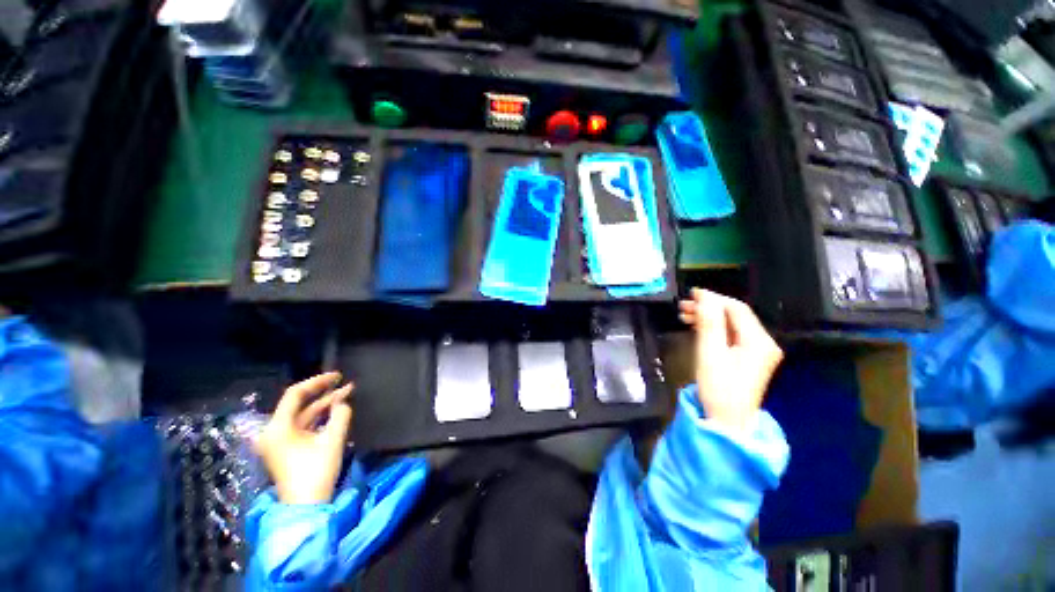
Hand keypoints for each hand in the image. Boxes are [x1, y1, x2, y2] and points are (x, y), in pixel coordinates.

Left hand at [255, 372, 353, 503]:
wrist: (306, 507)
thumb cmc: (316, 472)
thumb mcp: (332, 440)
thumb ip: (340, 415)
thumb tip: (342, 402)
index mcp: (278, 427)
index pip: (295, 394)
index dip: (317, 382)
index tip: (338, 376)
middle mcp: (273, 431)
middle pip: (298, 404)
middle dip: (323, 393)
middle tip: (345, 383)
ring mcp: (278, 441)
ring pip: (302, 415)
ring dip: (324, 405)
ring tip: (346, 394)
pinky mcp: (285, 449)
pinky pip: (302, 426)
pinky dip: (319, 417)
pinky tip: (336, 412)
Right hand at [678, 289, 782, 432]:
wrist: (727, 422)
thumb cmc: (718, 388)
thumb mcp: (710, 352)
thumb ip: (708, 322)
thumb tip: (703, 296)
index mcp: (759, 341)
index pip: (737, 309)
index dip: (713, 298)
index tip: (690, 294)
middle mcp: (763, 343)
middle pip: (735, 316)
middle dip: (709, 308)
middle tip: (683, 307)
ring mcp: (757, 353)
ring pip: (731, 325)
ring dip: (709, 318)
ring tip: (685, 316)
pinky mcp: (748, 360)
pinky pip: (730, 336)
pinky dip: (713, 330)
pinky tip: (697, 329)